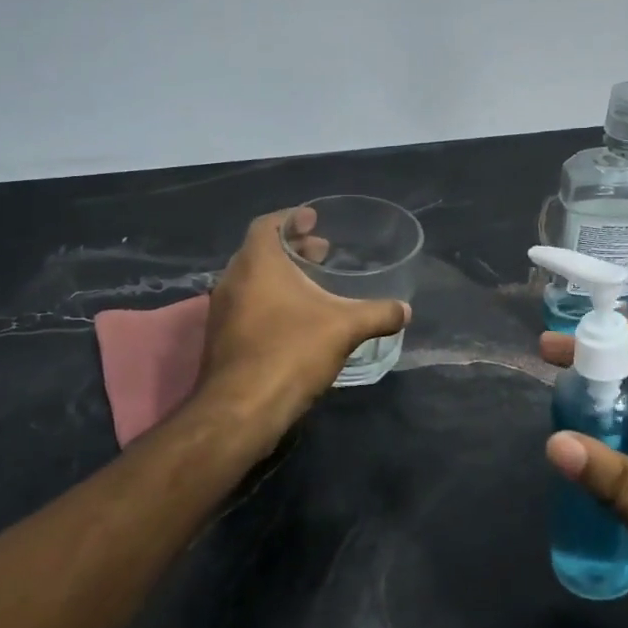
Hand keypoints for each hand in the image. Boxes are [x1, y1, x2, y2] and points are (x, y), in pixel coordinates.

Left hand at [198, 209, 410, 445]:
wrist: (241, 410)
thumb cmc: (291, 351)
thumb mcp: (345, 328)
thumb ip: (378, 314)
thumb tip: (406, 310)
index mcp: (257, 262)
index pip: (268, 223)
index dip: (292, 217)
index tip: (314, 219)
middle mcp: (233, 279)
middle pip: (261, 250)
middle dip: (292, 248)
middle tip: (322, 252)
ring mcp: (222, 311)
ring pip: (252, 279)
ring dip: (280, 276)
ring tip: (313, 285)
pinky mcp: (221, 338)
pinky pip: (246, 305)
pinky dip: (269, 300)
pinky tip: (296, 320)